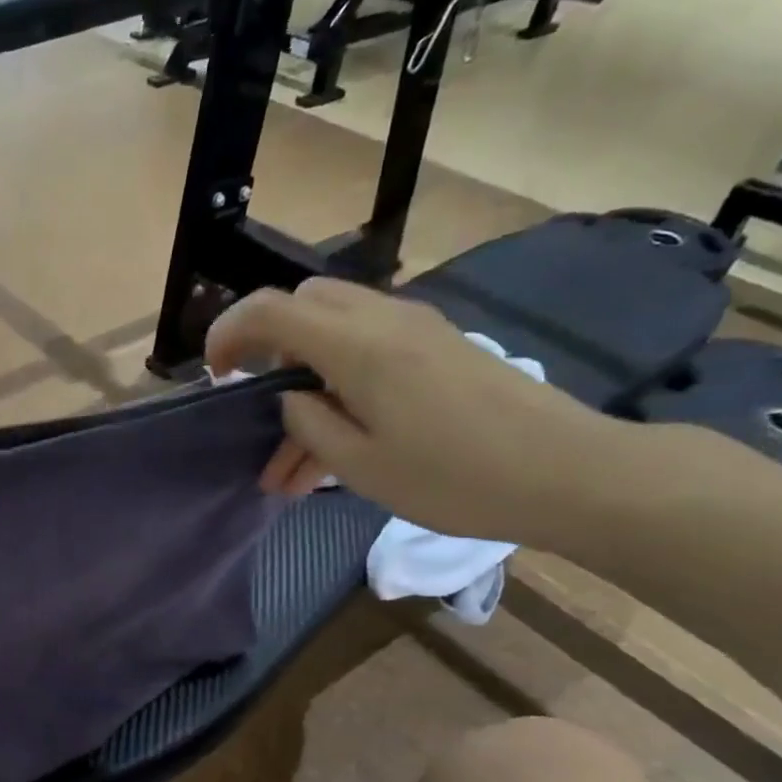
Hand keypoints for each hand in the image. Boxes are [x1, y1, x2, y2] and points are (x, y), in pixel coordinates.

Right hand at [206, 278, 625, 543]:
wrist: (567, 472)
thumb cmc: (454, 477)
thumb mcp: (360, 466)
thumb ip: (309, 425)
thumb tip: (291, 400)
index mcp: (357, 346)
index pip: (271, 309)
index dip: (229, 333)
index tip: (214, 375)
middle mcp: (384, 319)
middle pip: (304, 304)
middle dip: (268, 346)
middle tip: (258, 403)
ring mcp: (417, 329)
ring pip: (335, 330)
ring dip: (304, 378)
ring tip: (290, 465)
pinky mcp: (439, 347)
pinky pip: (370, 347)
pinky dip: (338, 382)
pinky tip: (337, 442)